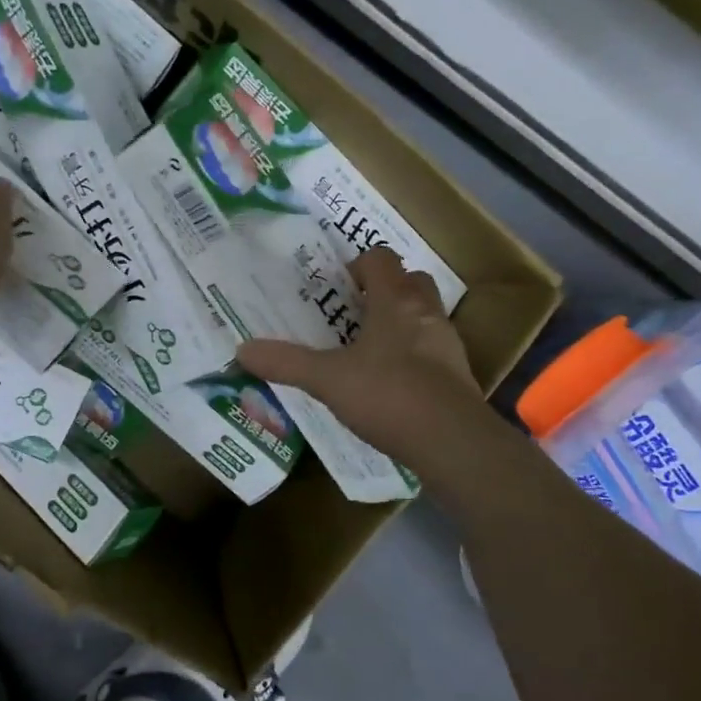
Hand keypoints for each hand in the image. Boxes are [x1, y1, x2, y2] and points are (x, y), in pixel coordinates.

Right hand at [237, 246, 486, 469]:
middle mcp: (426, 313)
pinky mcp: (458, 375)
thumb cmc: (388, 394)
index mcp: (395, 302)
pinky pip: (433, 350)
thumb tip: (242, 350)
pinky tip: (391, 382)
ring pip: (425, 316)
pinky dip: (414, 355)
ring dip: (401, 322)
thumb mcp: (327, 379)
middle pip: (411, 281)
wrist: (452, 441)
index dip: (358, 265)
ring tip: (369, 348)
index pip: (381, 259)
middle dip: (385, 290)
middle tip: (354, 313)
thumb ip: (286, 363)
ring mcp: (447, 344)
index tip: (337, 287)